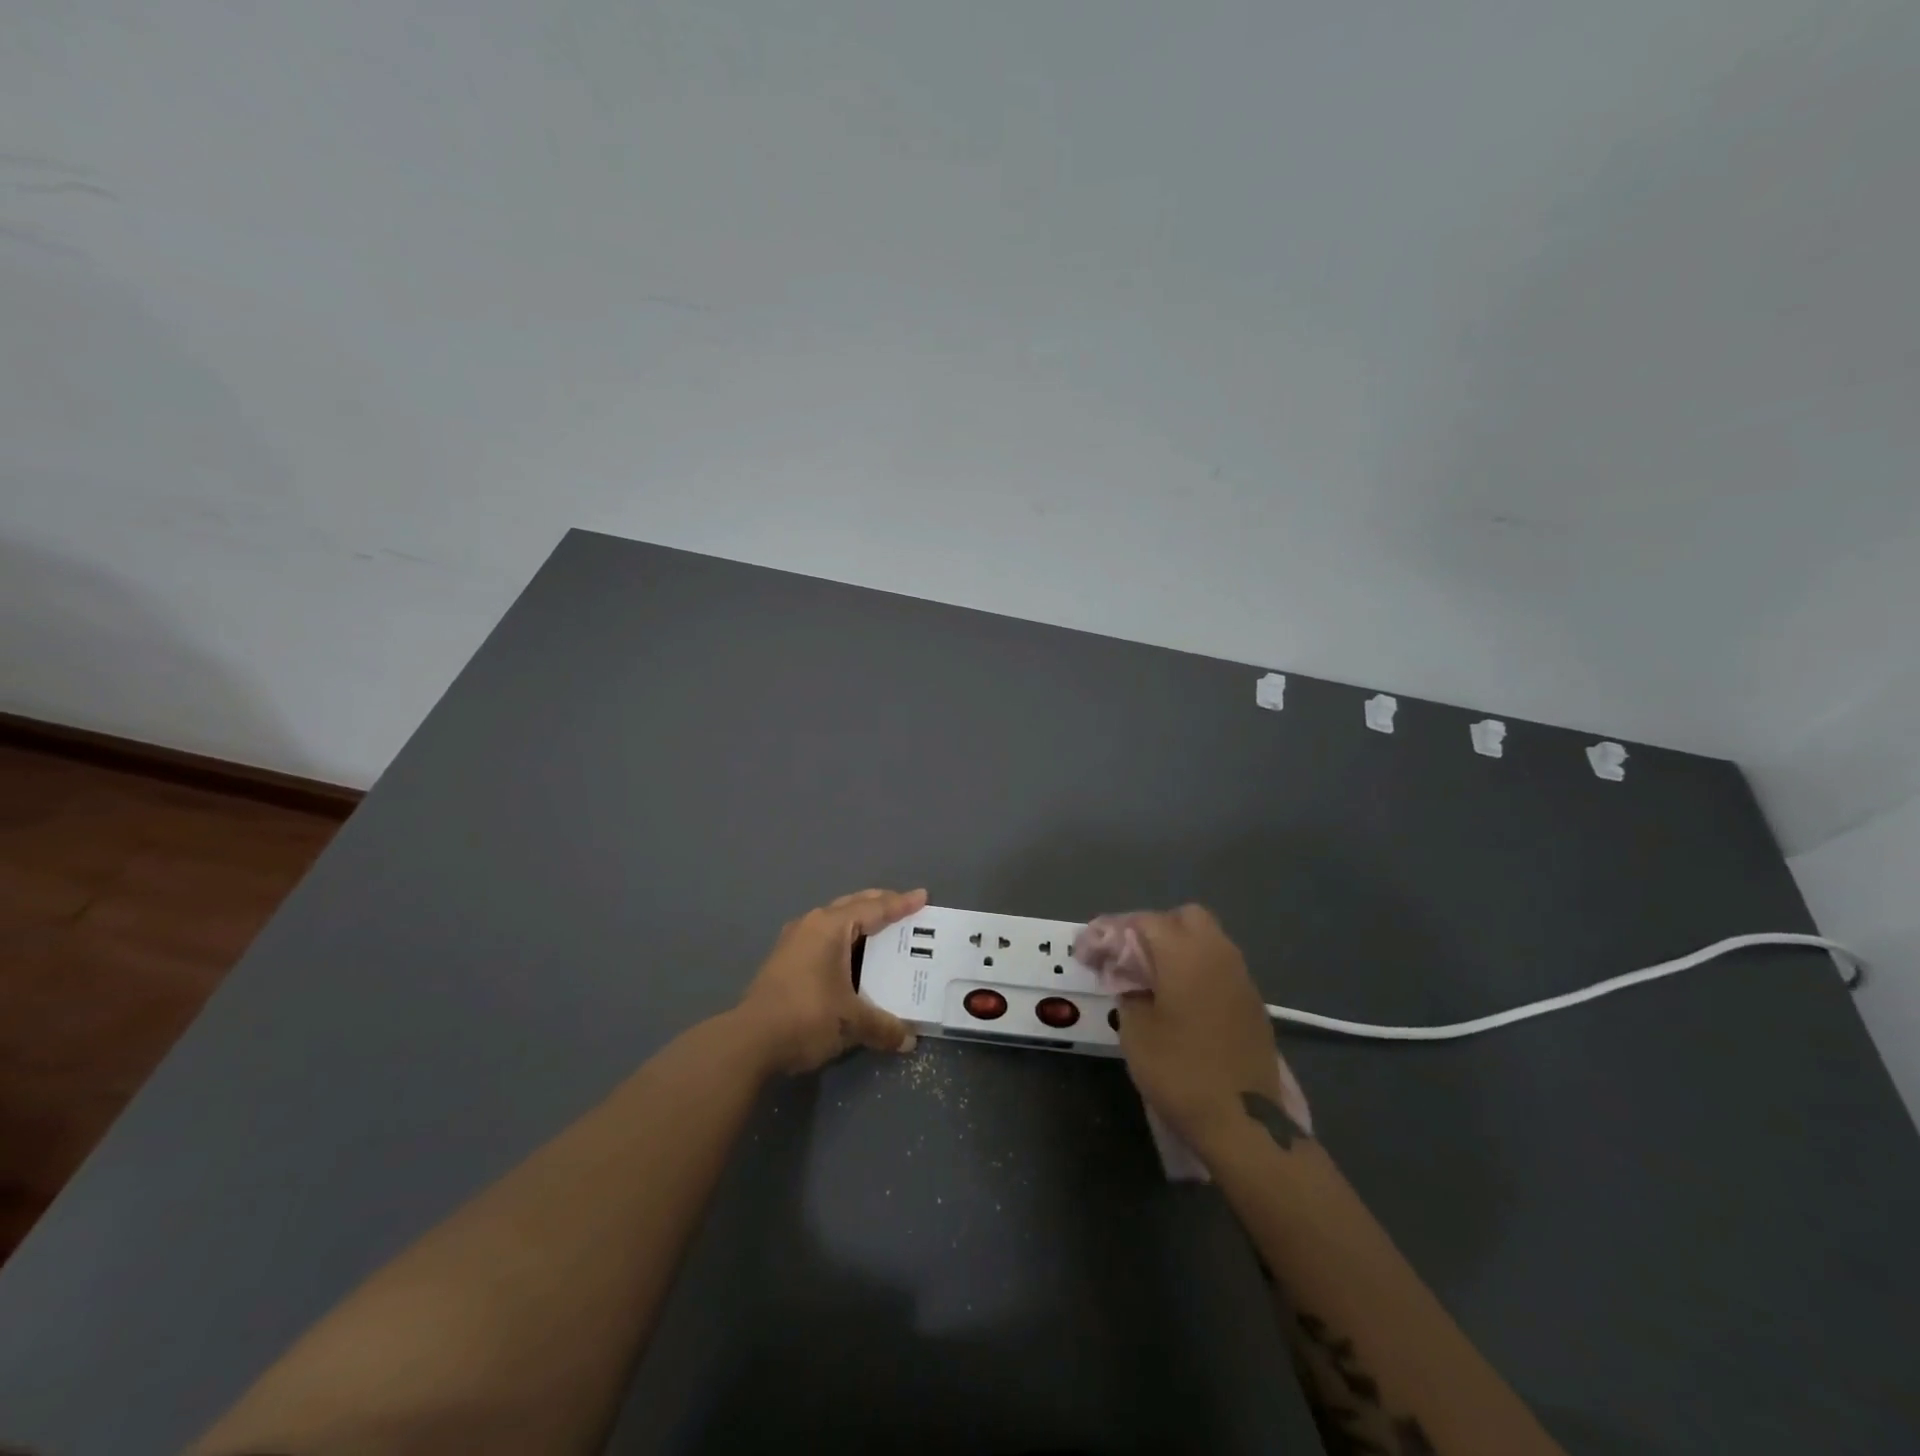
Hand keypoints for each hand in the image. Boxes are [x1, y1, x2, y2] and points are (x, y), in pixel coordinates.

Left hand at [735, 888, 925, 1074]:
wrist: (749, 1042)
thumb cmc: (806, 1017)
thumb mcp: (852, 1022)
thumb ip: (884, 1027)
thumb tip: (909, 1040)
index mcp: (830, 927)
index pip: (874, 908)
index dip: (901, 904)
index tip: (922, 896)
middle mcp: (811, 925)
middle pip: (851, 906)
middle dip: (879, 905)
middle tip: (904, 907)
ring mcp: (792, 942)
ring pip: (834, 922)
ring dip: (859, 923)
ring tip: (881, 930)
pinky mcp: (783, 962)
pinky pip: (823, 938)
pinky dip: (843, 941)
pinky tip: (850, 957)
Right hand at [1114, 905, 1286, 1155]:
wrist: (1244, 1122)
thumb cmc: (1180, 1071)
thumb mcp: (1135, 1030)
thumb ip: (1127, 989)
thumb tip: (1127, 974)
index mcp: (1184, 953)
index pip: (1143, 921)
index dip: (1113, 931)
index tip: (1092, 951)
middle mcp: (1217, 953)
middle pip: (1185, 918)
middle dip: (1155, 929)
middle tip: (1131, 959)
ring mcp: (1241, 977)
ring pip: (1208, 940)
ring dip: (1179, 948)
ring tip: (1153, 979)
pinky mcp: (1253, 1002)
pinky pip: (1220, 966)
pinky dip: (1198, 970)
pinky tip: (1182, 1000)